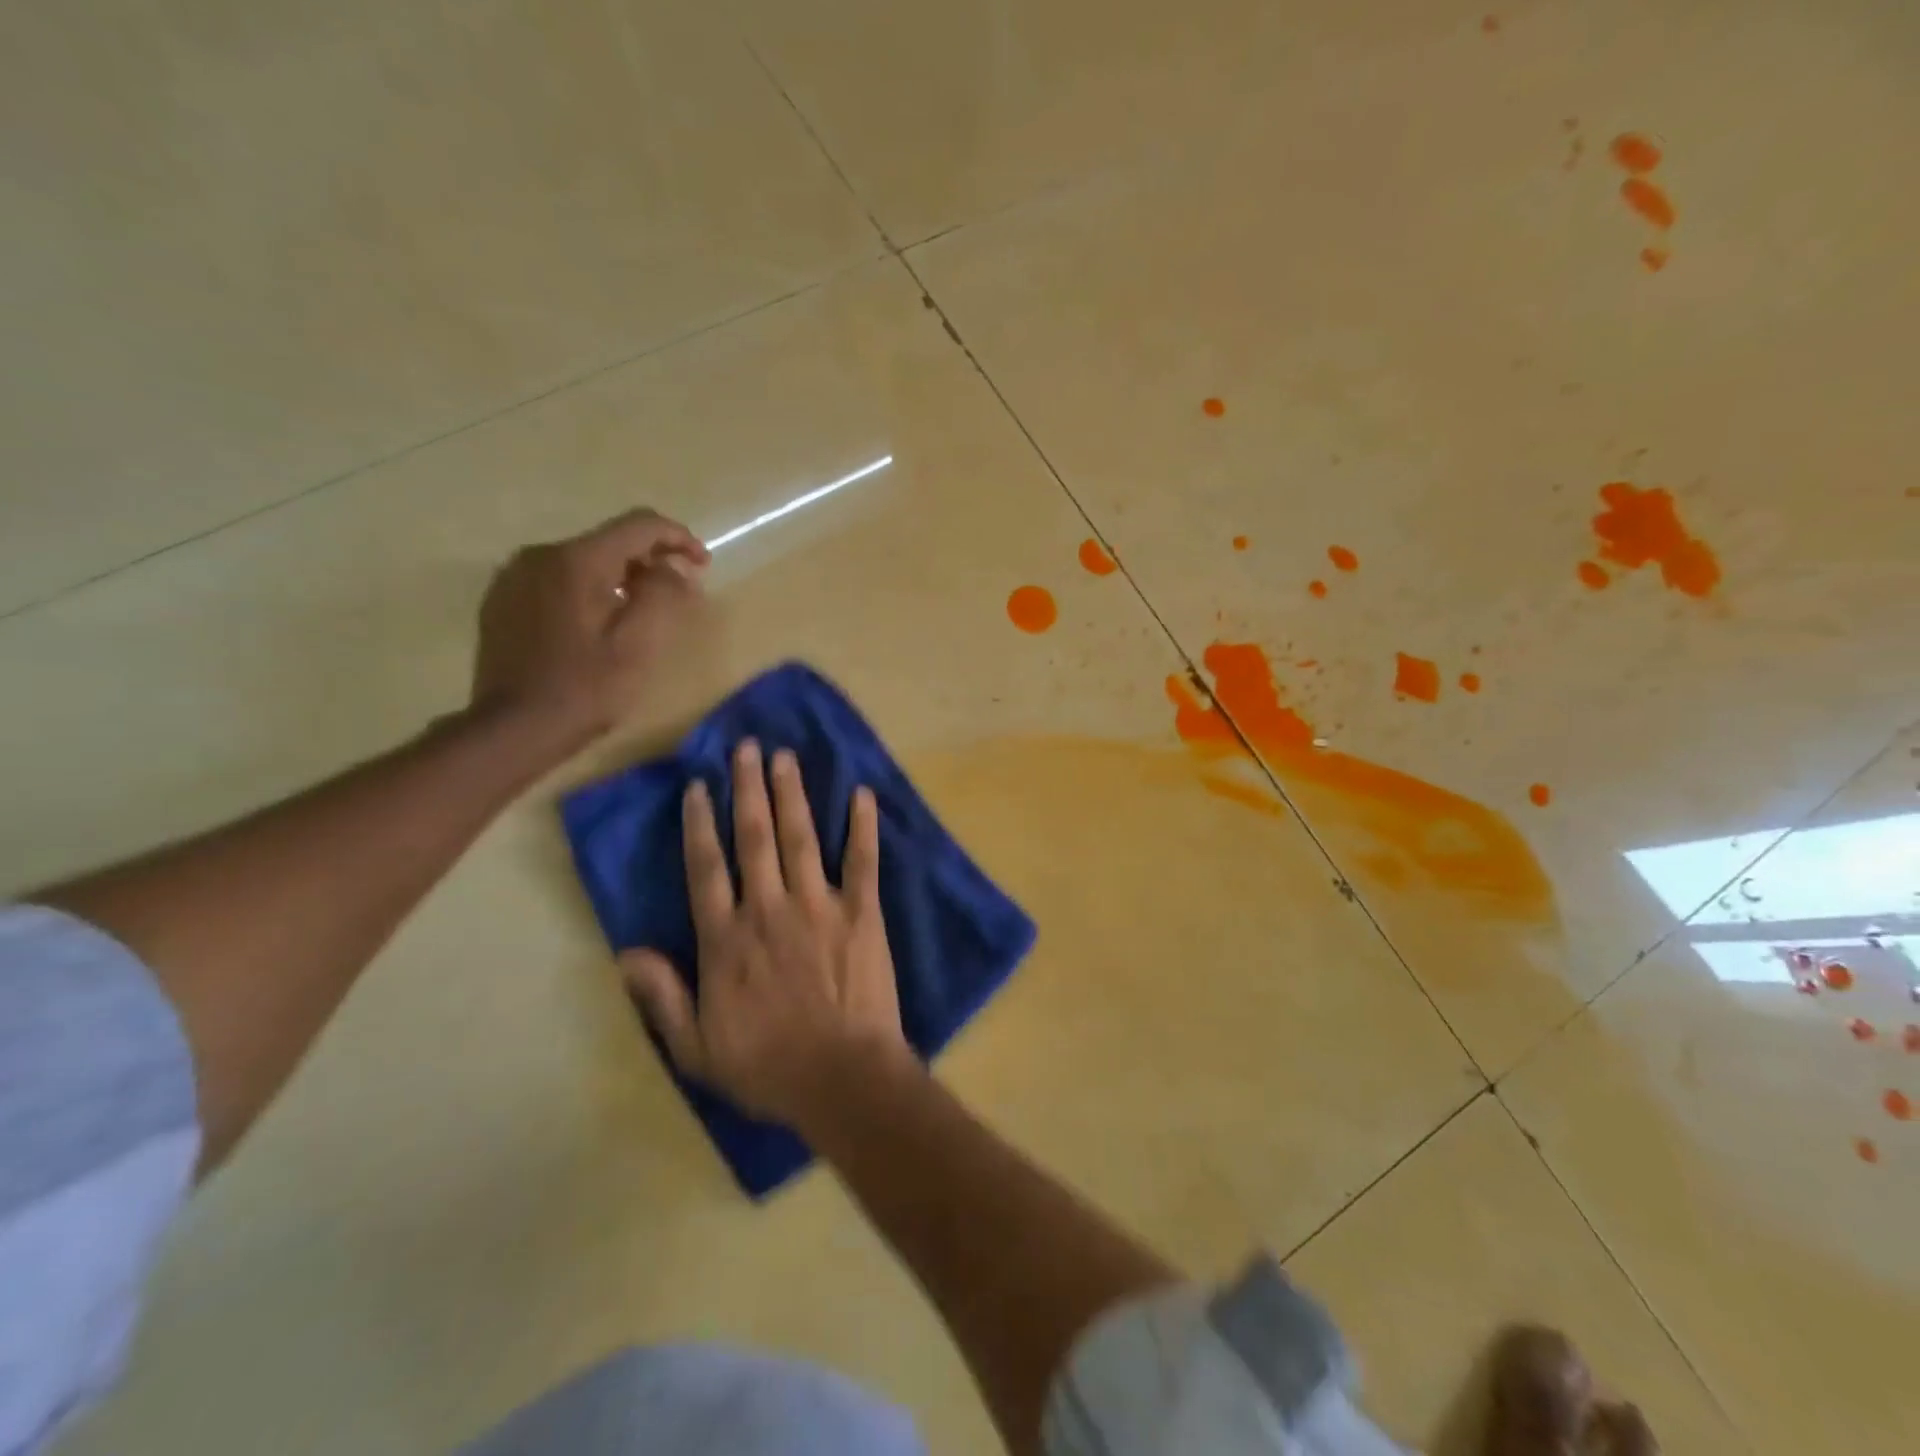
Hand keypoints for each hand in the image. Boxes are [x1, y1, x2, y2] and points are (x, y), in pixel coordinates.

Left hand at [472, 509, 708, 741]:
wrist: (513, 728)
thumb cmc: (586, 688)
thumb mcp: (639, 643)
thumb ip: (663, 595)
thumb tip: (674, 571)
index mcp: (577, 560)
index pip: (638, 525)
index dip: (678, 538)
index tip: (703, 564)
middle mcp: (541, 555)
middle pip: (609, 541)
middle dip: (649, 560)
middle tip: (678, 593)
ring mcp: (515, 577)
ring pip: (582, 561)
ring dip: (618, 577)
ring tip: (641, 610)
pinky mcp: (503, 601)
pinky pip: (556, 580)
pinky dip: (587, 590)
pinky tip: (598, 623)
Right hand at [622, 739, 910, 1126]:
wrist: (841, 1078)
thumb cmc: (767, 1066)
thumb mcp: (696, 1047)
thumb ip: (662, 996)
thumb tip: (626, 952)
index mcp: (727, 940)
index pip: (706, 869)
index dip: (700, 825)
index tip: (700, 787)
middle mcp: (768, 909)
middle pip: (754, 838)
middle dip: (748, 789)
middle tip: (747, 747)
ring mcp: (819, 906)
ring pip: (801, 838)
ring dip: (793, 794)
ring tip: (786, 757)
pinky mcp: (863, 913)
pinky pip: (862, 861)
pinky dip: (863, 827)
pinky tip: (862, 794)